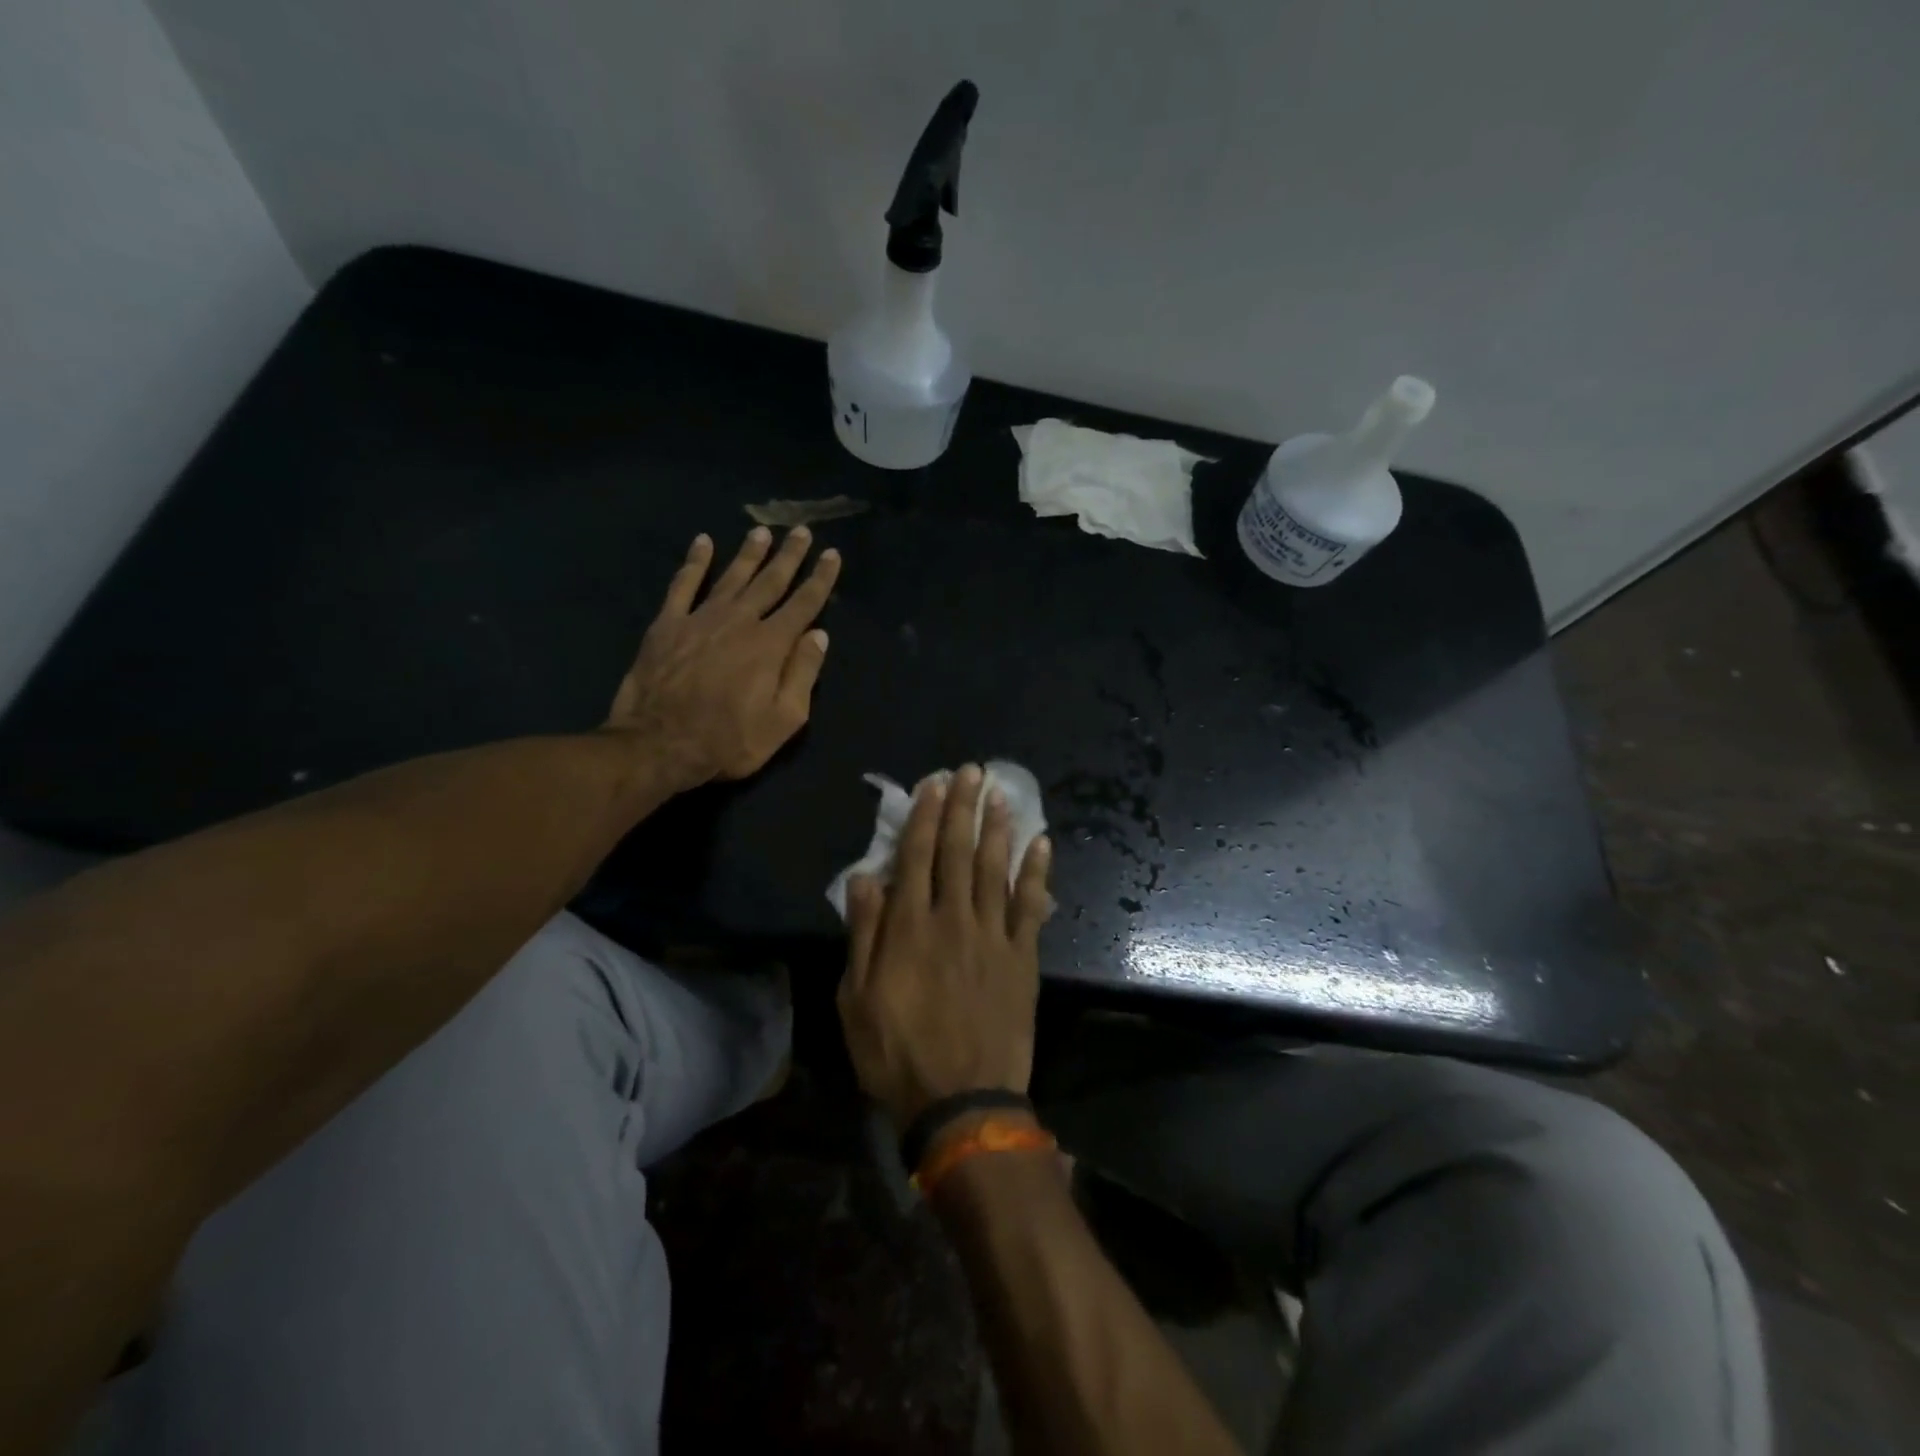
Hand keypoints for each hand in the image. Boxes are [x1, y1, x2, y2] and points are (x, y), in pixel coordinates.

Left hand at [606, 527, 840, 784]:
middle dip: (789, 556)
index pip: (803, 603)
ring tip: (762, 532)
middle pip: (770, 581)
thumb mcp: (783, 720)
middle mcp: (739, 621)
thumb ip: (803, 674)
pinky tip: (702, 543)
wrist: (658, 744)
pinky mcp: (667, 624)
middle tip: (801, 530)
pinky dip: (694, 562)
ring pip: (731, 576)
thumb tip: (819, 635)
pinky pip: (683, 585)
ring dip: (749, 553)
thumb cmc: (729, 741)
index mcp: (771, 645)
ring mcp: (700, 619)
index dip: (821, 578)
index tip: (832, 554)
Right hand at [837, 766, 1053, 1129]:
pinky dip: (1036, 873)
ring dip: (998, 828)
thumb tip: (864, 877)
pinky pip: (1031, 906)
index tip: (934, 783)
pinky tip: (1041, 843)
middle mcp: (953, 919)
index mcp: (910, 927)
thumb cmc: (898, 1053)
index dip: (925, 816)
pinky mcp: (1022, 957)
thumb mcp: (857, 999)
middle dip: (962, 808)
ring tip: (1000, 793)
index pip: (916, 856)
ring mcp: (992, 936)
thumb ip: (864, 933)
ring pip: (994, 869)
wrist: (961, 1101)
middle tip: (971, 772)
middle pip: (957, 852)